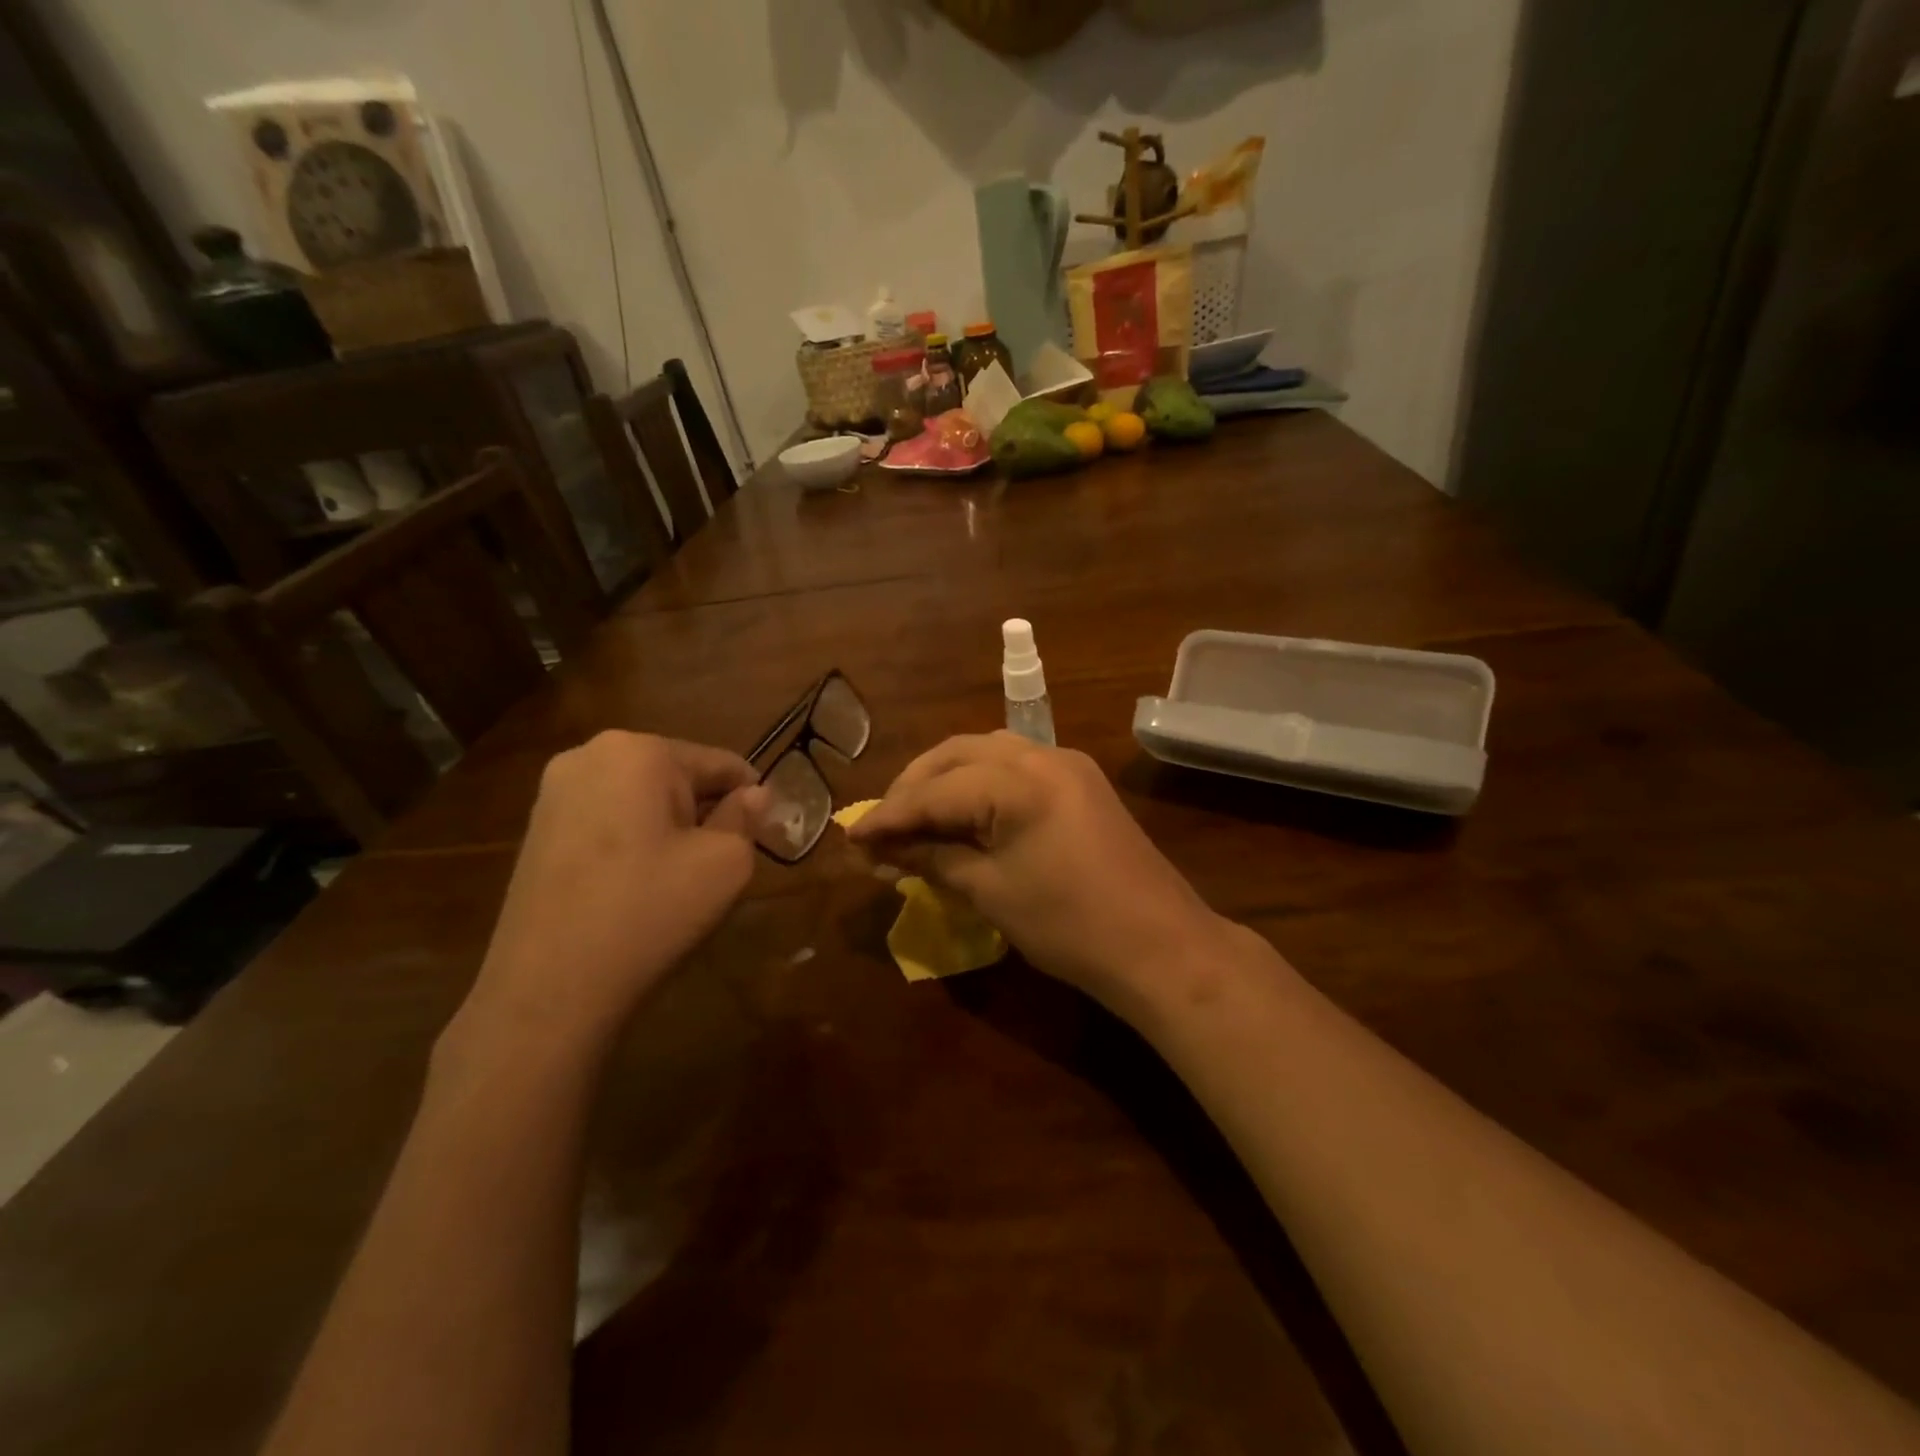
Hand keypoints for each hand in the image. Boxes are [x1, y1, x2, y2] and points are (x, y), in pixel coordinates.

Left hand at [458, 732, 769, 1053]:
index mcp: (639, 751)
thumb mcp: (725, 862)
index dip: (753, 797)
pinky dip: (635, 840)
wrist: (549, 988)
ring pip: (642, 798)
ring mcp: (554, 792)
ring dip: (671, 827)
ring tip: (681, 877)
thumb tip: (755, 794)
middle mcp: (590, 755)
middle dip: (706, 811)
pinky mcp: (537, 829)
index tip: (769, 832)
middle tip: (723, 861)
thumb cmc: (649, 911)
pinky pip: (609, 819)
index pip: (720, 763)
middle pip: (678, 775)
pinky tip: (639, 885)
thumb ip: (746, 818)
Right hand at [846, 732, 1226, 1004]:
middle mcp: (1042, 755)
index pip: (935, 790)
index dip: (889, 815)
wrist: (1161, 946)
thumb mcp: (991, 892)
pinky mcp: (1080, 781)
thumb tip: (882, 850)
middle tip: (881, 826)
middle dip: (914, 787)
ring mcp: (1066, 764)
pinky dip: (979, 783)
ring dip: (945, 778)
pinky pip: (1014, 766)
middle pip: (957, 755)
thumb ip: (933, 859)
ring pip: (986, 752)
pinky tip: (962, 811)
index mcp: (1017, 781)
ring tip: (915, 817)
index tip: (851, 837)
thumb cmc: (1070, 926)